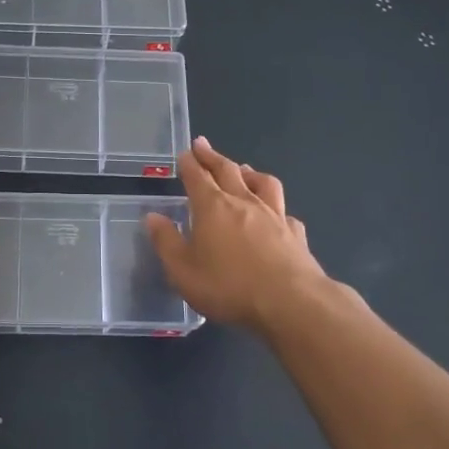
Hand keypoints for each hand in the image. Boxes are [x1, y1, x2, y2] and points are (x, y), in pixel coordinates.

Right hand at [145, 137, 331, 331]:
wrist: (290, 303)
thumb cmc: (229, 286)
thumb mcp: (183, 271)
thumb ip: (166, 242)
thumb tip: (153, 217)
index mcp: (212, 207)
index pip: (197, 176)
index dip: (189, 163)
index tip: (185, 152)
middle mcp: (243, 202)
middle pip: (227, 170)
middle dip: (212, 157)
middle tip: (203, 145)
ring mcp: (274, 215)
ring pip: (262, 183)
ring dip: (249, 173)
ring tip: (243, 169)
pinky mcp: (295, 234)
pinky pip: (284, 212)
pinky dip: (277, 208)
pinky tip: (277, 214)